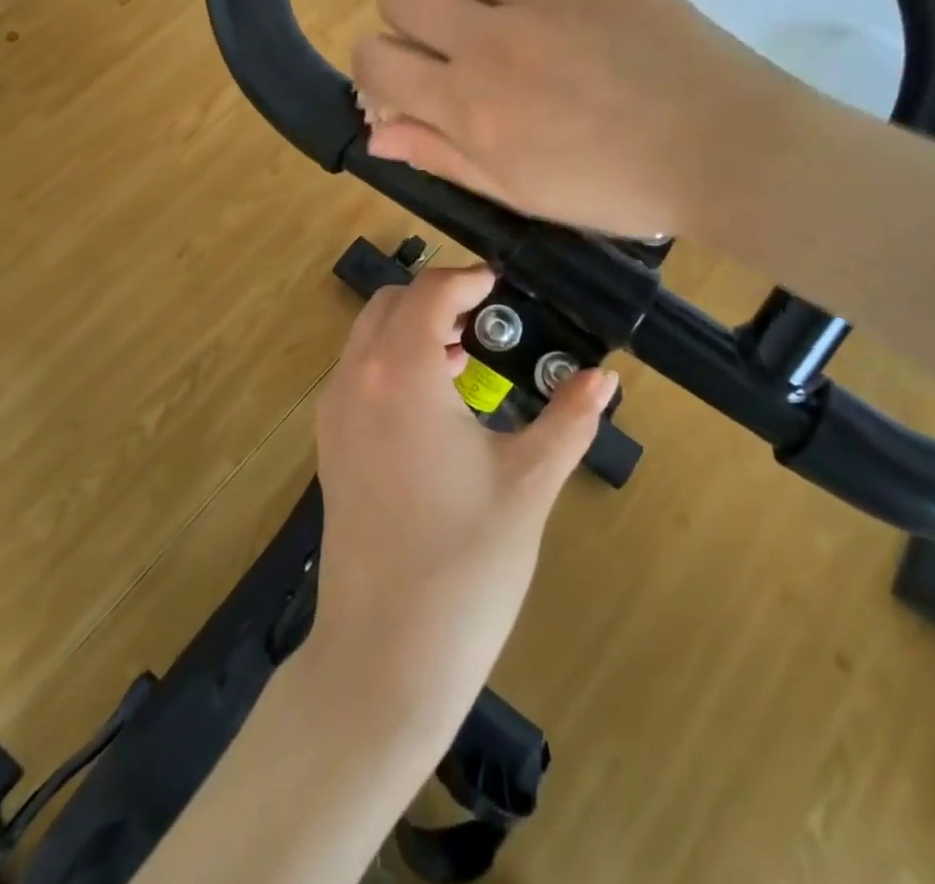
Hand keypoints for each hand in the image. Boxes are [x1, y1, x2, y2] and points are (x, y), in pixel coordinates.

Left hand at [311, 264, 614, 728]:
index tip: (502, 286)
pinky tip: (436, 402)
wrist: (384, 656)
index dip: (468, 278)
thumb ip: (568, 419)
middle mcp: (357, 380)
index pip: (430, 292)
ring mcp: (335, 414)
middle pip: (391, 302)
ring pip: (368, 335)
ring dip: (413, 327)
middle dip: (438, 297)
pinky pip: (358, 373)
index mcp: (403, 375)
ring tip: (467, 356)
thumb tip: (604, 377)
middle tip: (488, 318)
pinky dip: (392, 361)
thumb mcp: (528, 484)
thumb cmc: (465, 564)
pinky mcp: (329, 446)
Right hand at [352, 0, 797, 238]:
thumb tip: (375, 132)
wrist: (720, 149)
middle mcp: (492, 40)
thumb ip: (442, 156)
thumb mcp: (518, 191)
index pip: (375, 59)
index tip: (404, 71)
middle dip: (403, 8)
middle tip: (438, 23)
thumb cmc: (615, 187)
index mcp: (470, 107)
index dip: (374, 63)